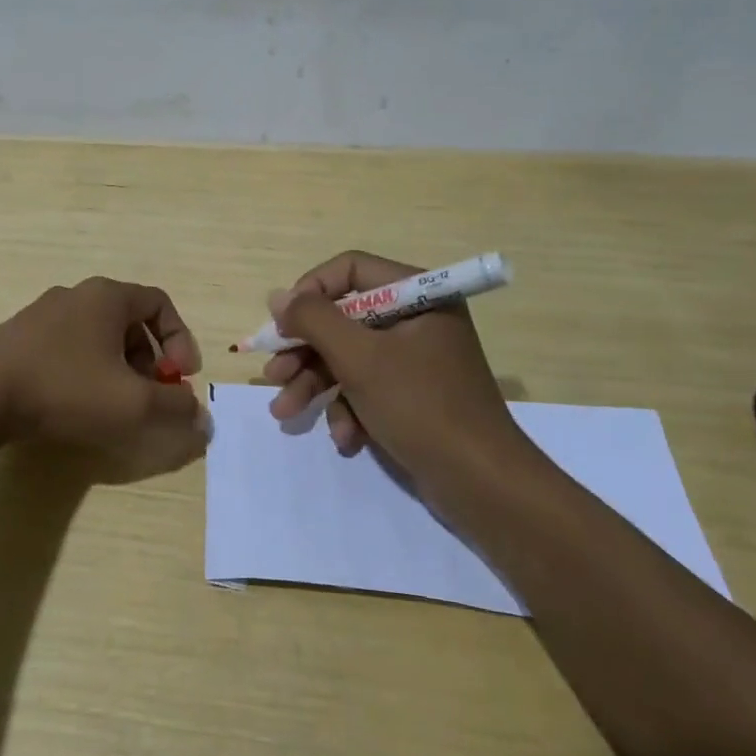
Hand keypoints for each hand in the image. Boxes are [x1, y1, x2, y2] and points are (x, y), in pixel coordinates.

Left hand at [0, 276, 206, 480]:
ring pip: (97, 336)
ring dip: (118, 368)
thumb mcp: (132, 404)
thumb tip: (203, 418)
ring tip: (113, 405)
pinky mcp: (18, 338)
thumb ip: (175, 409)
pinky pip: (68, 348)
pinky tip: (75, 404)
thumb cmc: (66, 388)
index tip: (182, 377)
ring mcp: (43, 314)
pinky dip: (85, 371)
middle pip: (129, 321)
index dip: (180, 339)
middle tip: (149, 395)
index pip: (160, 303)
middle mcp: (76, 295)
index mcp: (108, 296)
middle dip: (149, 360)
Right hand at [262, 251, 523, 477]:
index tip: (282, 324)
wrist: (482, 485)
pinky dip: (349, 409)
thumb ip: (314, 320)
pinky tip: (345, 438)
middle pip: (344, 318)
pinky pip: (367, 386)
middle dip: (305, 351)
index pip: (350, 270)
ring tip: (285, 413)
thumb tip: (277, 296)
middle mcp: (418, 318)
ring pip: (349, 356)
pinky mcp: (413, 393)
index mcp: (419, 295)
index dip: (310, 292)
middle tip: (273, 375)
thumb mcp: (359, 359)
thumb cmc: (421, 407)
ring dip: (316, 384)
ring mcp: (416, 358)